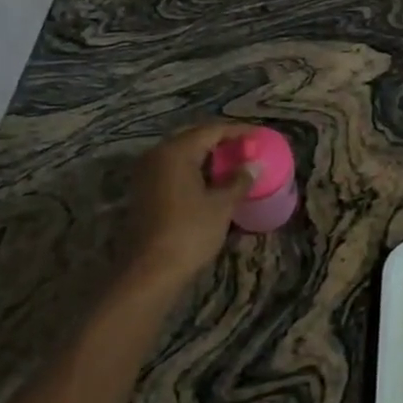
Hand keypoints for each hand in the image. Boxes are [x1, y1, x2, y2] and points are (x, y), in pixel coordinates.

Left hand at [120, 124, 259, 293]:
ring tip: (232, 163)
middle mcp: (157, 155)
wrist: (149, 272)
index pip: (212, 130)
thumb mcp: (221, 206)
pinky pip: (173, 169)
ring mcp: (147, 173)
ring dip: (207, 156)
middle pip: (194, 138)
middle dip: (221, 141)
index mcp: (176, 151)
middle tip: (246, 148)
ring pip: (182, 154)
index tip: (259, 136)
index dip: (238, 131)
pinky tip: (211, 181)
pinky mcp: (143, 191)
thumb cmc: (189, 232)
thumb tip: (254, 165)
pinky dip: (194, 169)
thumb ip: (239, 180)